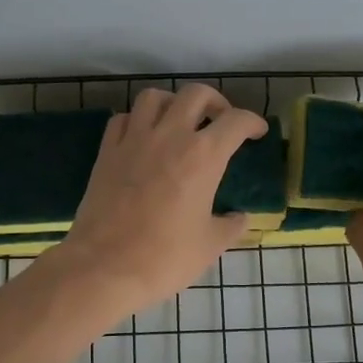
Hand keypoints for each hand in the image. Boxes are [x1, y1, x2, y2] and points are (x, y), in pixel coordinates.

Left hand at [52, 84, 267, 316]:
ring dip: (172, 103)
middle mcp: (169, 136)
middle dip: (215, 102)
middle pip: (196, 95)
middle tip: (220, 121)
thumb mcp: (209, 246)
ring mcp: (133, 140)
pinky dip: (136, 121)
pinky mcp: (106, 152)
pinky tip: (142, 138)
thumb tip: (239, 217)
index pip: (236, 121)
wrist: (104, 267)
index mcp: (203, 156)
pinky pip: (122, 119)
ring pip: (154, 97)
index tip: (257, 133)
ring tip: (179, 122)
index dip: (252, 123)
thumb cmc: (164, 258)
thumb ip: (230, 225)